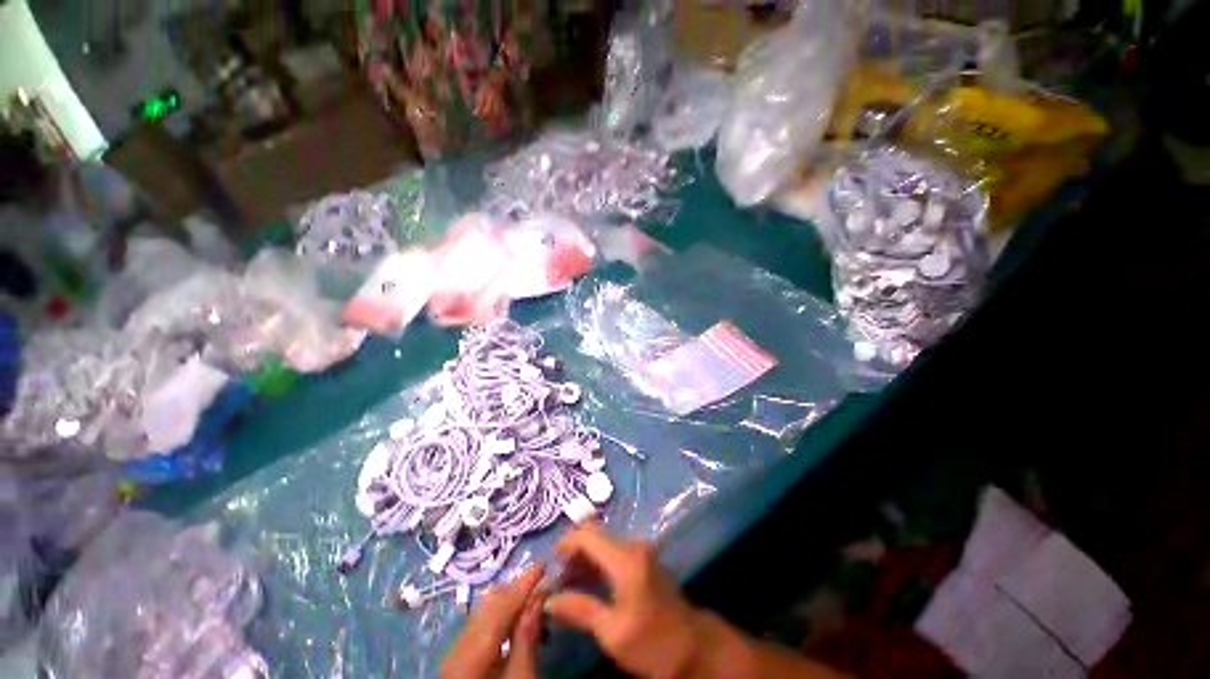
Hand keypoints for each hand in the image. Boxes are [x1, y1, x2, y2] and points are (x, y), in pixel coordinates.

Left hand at [440, 566, 544, 678]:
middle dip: (517, 590)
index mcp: (473, 651)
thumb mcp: (521, 678)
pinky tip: (516, 626)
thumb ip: (526, 636)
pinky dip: (499, 619)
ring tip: (535, 606)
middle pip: (490, 604)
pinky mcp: (457, 661)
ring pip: (484, 613)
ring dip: (510, 603)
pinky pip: (479, 628)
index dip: (524, 582)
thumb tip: (539, 597)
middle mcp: (459, 645)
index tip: (544, 563)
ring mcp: (455, 653)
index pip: (501, 605)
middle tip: (544, 586)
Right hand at [545, 524, 714, 678]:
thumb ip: (580, 610)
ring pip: (603, 542)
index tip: (549, 563)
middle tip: (557, 576)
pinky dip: (597, 562)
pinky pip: (613, 551)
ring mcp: (640, 551)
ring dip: (584, 557)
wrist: (694, 647)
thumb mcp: (613, 633)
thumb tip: (548, 599)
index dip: (565, 543)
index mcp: (625, 559)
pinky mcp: (643, 560)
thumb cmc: (653, 642)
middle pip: (595, 534)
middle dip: (573, 550)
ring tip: (567, 583)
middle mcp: (633, 546)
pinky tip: (586, 583)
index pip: (588, 535)